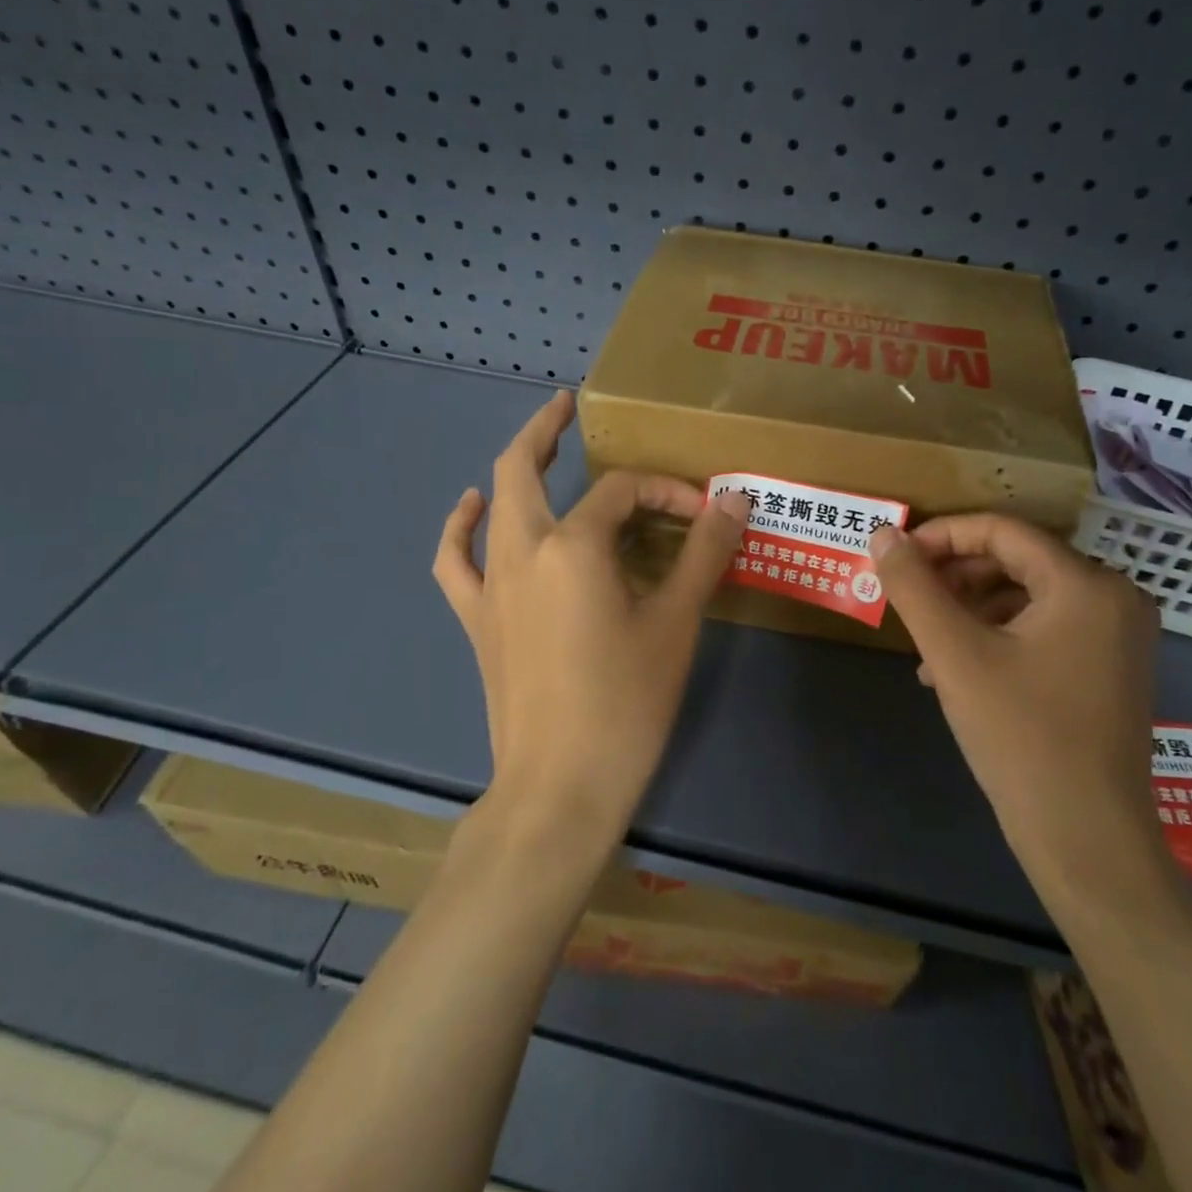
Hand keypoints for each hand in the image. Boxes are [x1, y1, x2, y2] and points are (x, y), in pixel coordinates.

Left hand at [433, 390, 751, 846]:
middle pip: (523, 468)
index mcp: (574, 546)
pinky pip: (456, 559)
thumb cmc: (626, 701)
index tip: (703, 515)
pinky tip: (472, 507)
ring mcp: (491, 584)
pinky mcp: (477, 618)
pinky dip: (461, 526)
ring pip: (491, 504)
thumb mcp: (677, 620)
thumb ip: (704, 551)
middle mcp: (522, 550)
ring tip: (537, 445)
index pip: (624, 493)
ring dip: (511, 467)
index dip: (666, 492)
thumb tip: (735, 497)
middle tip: (568, 406)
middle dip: (546, 430)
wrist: (561, 785)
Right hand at [868, 514, 1165, 914]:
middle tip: (909, 599)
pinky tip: (956, 669)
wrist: (1087, 841)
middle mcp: (1114, 597)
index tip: (896, 557)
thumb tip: (882, 534)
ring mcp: (1118, 635)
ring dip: (970, 609)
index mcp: (1086, 584)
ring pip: (1027, 596)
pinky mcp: (1110, 667)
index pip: (1002, 530)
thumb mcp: (955, 655)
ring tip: (927, 643)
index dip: (941, 536)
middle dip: (954, 575)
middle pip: (1017, 560)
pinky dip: (997, 635)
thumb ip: (914, 588)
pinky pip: (1044, 628)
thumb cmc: (1021, 737)